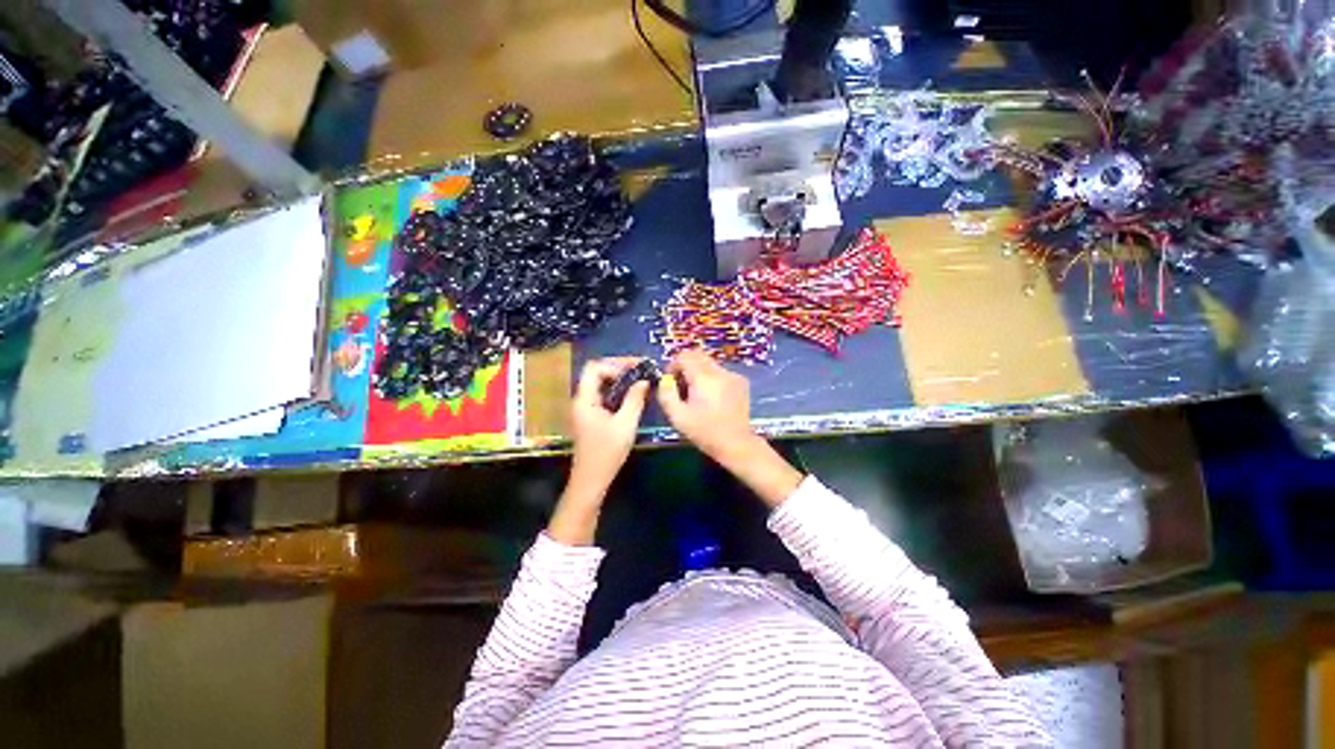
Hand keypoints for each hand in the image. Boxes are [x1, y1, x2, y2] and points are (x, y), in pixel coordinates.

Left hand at [550, 358, 649, 544]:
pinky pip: (603, 396)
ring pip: (601, 384)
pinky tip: (632, 396)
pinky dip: (617, 391)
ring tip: (640, 381)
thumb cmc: (607, 453)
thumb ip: (635, 399)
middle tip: (641, 371)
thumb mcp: (625, 424)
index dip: (615, 364)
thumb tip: (644, 381)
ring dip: (619, 380)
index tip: (635, 369)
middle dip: (619, 369)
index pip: (594, 368)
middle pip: (597, 373)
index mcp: (584, 399)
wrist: (591, 480)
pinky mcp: (591, 417)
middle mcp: (581, 400)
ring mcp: (585, 409)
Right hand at [657, 350, 803, 506]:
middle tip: (681, 385)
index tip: (671, 381)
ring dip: (699, 373)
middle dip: (685, 366)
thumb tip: (665, 379)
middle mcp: (720, 371)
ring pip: (709, 363)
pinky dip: (712, 379)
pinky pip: (720, 372)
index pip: (685, 355)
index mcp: (704, 378)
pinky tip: (712, 398)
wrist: (736, 444)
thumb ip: (666, 394)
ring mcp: (733, 375)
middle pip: (698, 355)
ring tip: (696, 395)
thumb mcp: (678, 417)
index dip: (673, 365)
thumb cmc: (705, 432)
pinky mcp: (741, 382)